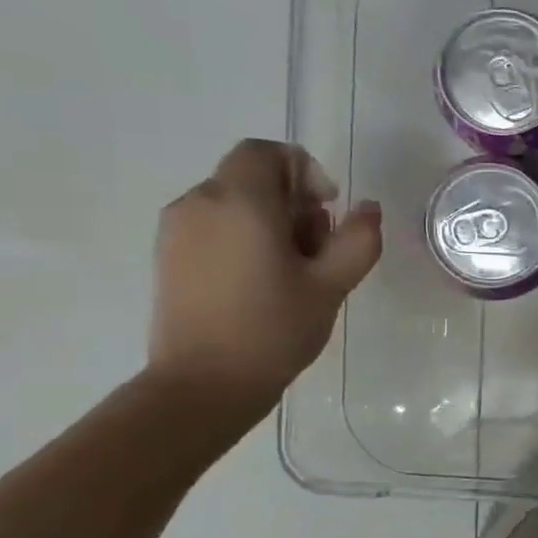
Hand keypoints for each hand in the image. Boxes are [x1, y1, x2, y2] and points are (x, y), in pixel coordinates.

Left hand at [147, 139, 381, 424]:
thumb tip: (369, 209)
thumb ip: (358, 239)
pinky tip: (260, 283)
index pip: (267, 152)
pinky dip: (242, 238)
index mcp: (240, 201)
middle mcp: (200, 203)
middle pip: (252, 177)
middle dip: (292, 202)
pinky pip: (213, 226)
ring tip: (291, 272)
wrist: (203, 385)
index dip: (304, 171)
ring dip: (269, 221)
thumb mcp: (331, 285)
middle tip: (317, 250)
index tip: (326, 210)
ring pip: (232, 202)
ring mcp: (177, 230)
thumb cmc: (272, 329)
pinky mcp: (168, 256)